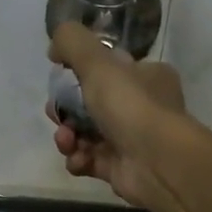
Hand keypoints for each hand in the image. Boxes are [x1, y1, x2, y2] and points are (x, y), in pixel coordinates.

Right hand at [46, 22, 192, 210]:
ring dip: (68, 137)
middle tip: (55, 113)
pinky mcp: (120, 168)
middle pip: (91, 104)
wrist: (156, 162)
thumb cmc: (131, 105)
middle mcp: (141, 107)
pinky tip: (79, 159)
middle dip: (66, 110)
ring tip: (66, 141)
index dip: (80, 73)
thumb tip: (55, 47)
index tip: (59, 79)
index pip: (108, 69)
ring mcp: (131, 140)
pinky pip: (90, 160)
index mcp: (145, 76)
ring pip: (86, 134)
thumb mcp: (98, 61)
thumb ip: (71, 43)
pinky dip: (79, 159)